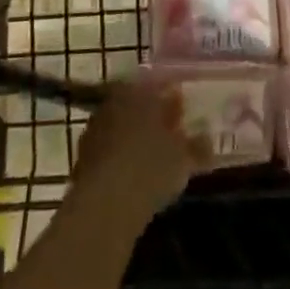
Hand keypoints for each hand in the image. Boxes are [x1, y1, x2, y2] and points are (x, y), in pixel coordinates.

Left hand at [72, 75, 208, 222]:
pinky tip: (134, 176)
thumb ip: (198, 146)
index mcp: (140, 90)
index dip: (172, 97)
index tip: (184, 110)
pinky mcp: (82, 156)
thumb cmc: (150, 168)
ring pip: (121, 125)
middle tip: (171, 134)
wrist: (104, 205)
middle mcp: (114, 100)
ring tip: (154, 158)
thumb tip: (207, 139)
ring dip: (135, 137)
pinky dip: (121, 158)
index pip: (158, 83)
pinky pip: (109, 149)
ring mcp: (95, 127)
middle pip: (137, 103)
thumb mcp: (184, 158)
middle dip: (153, 116)